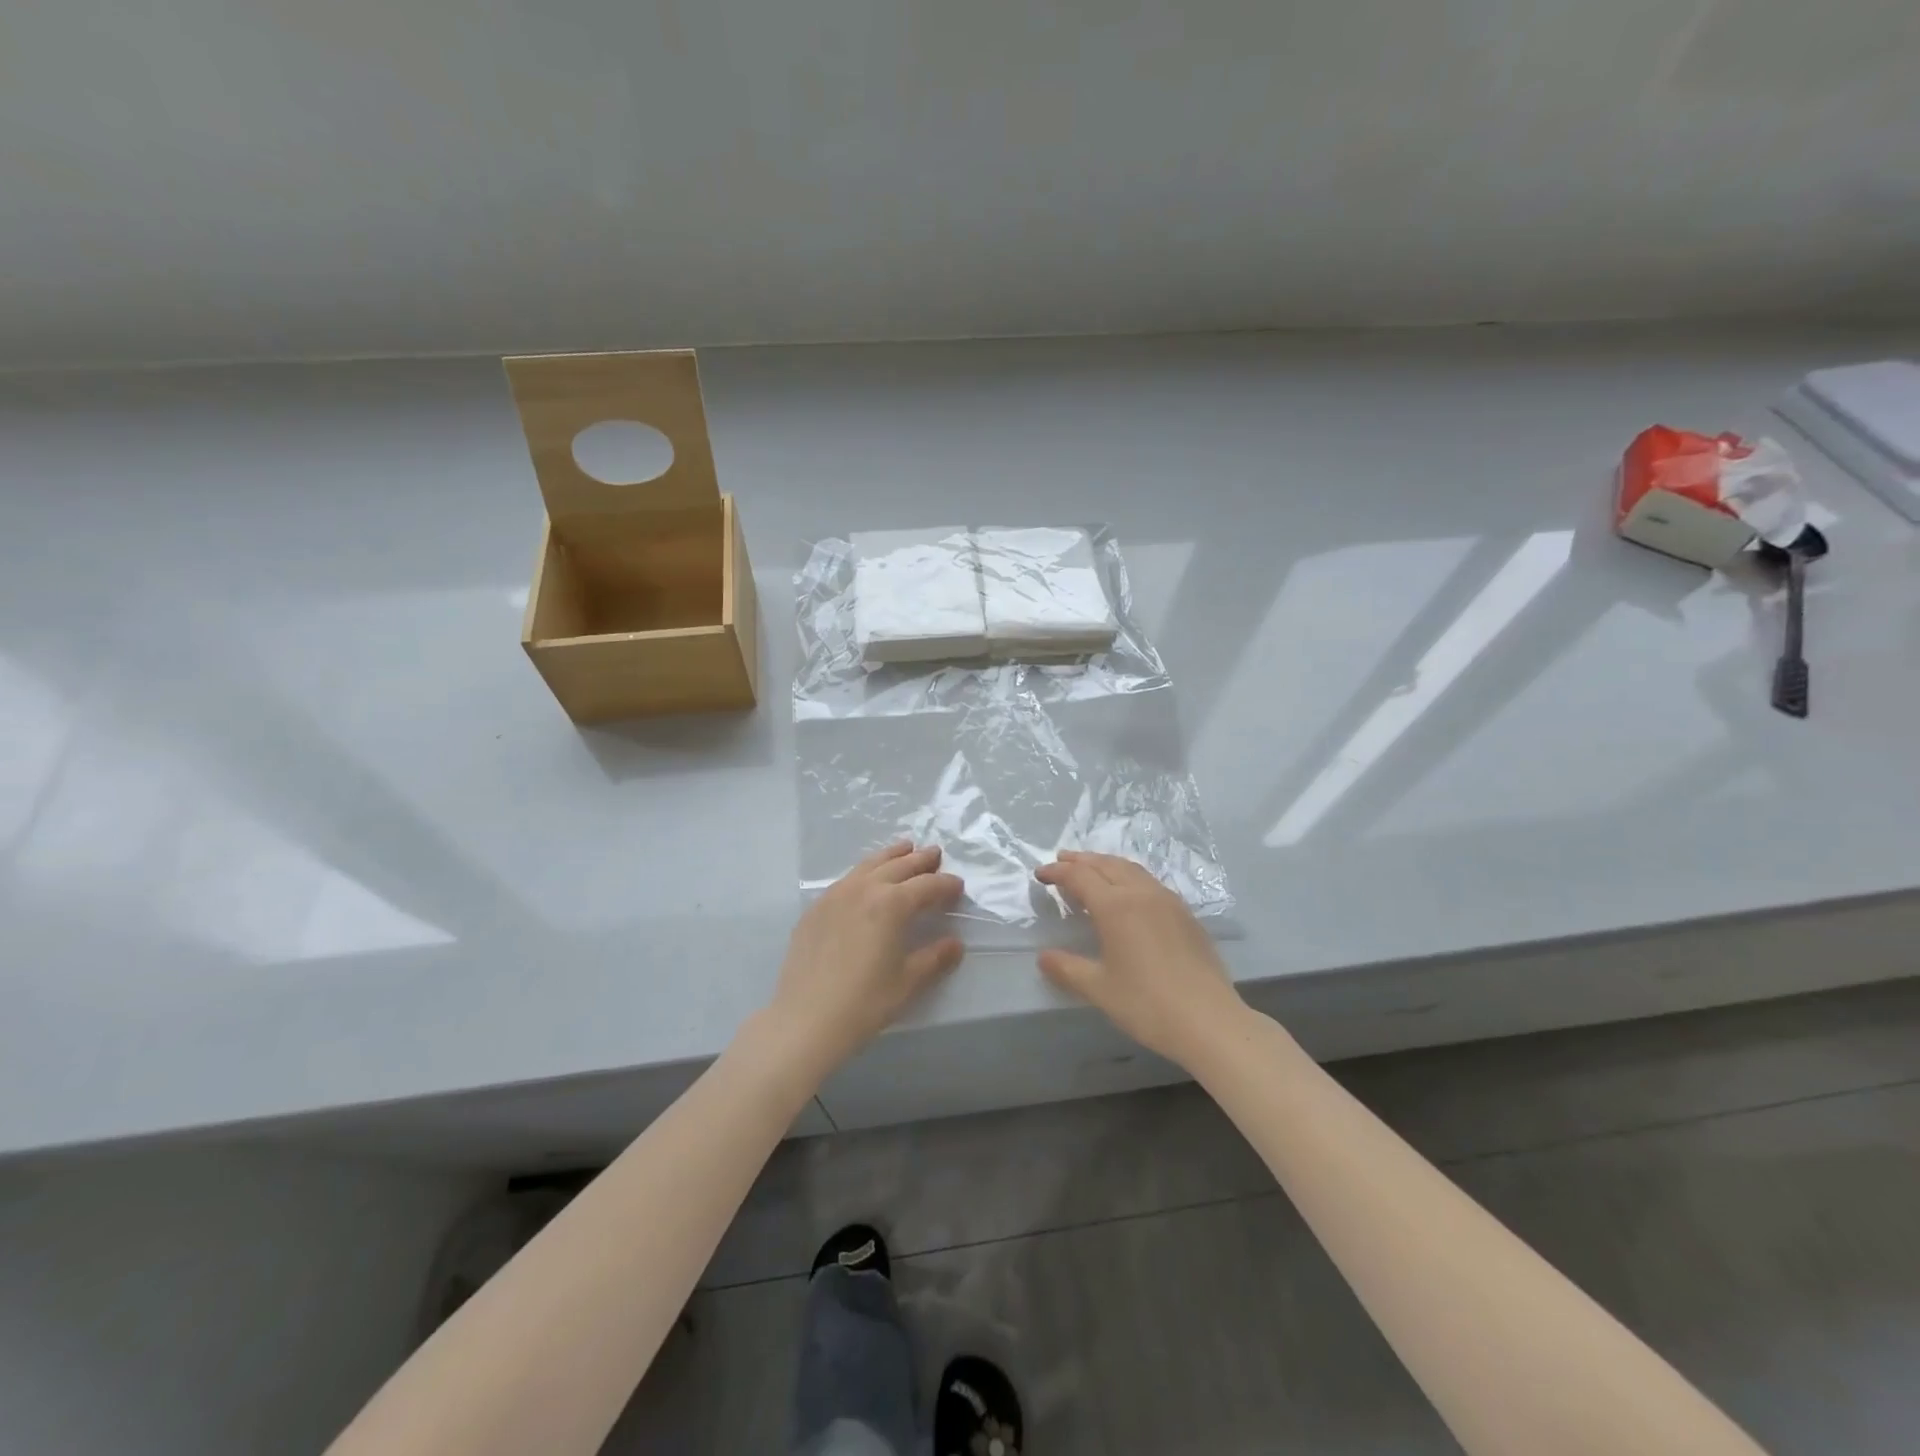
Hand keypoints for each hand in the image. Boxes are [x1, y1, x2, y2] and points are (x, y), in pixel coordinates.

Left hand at [766, 842, 964, 1072]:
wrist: (806, 1019)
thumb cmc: (865, 1002)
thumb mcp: (908, 982)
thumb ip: (935, 958)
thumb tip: (955, 944)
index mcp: (892, 904)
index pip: (927, 886)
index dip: (946, 884)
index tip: (958, 886)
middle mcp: (864, 889)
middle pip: (898, 866)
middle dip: (920, 860)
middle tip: (935, 853)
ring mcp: (835, 895)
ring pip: (869, 865)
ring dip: (891, 856)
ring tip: (905, 848)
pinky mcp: (816, 908)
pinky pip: (847, 879)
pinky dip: (864, 871)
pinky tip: (867, 879)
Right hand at [1036, 851, 1245, 1066]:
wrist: (1210, 1021)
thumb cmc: (1147, 1004)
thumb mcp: (1099, 989)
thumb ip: (1068, 969)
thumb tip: (1043, 957)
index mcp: (1116, 906)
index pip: (1079, 877)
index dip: (1057, 872)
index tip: (1040, 874)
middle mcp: (1141, 894)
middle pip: (1106, 864)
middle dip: (1081, 860)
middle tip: (1061, 860)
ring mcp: (1168, 901)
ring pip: (1131, 869)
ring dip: (1106, 864)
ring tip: (1092, 868)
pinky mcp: (1186, 915)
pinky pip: (1150, 882)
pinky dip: (1129, 876)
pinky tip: (1129, 893)